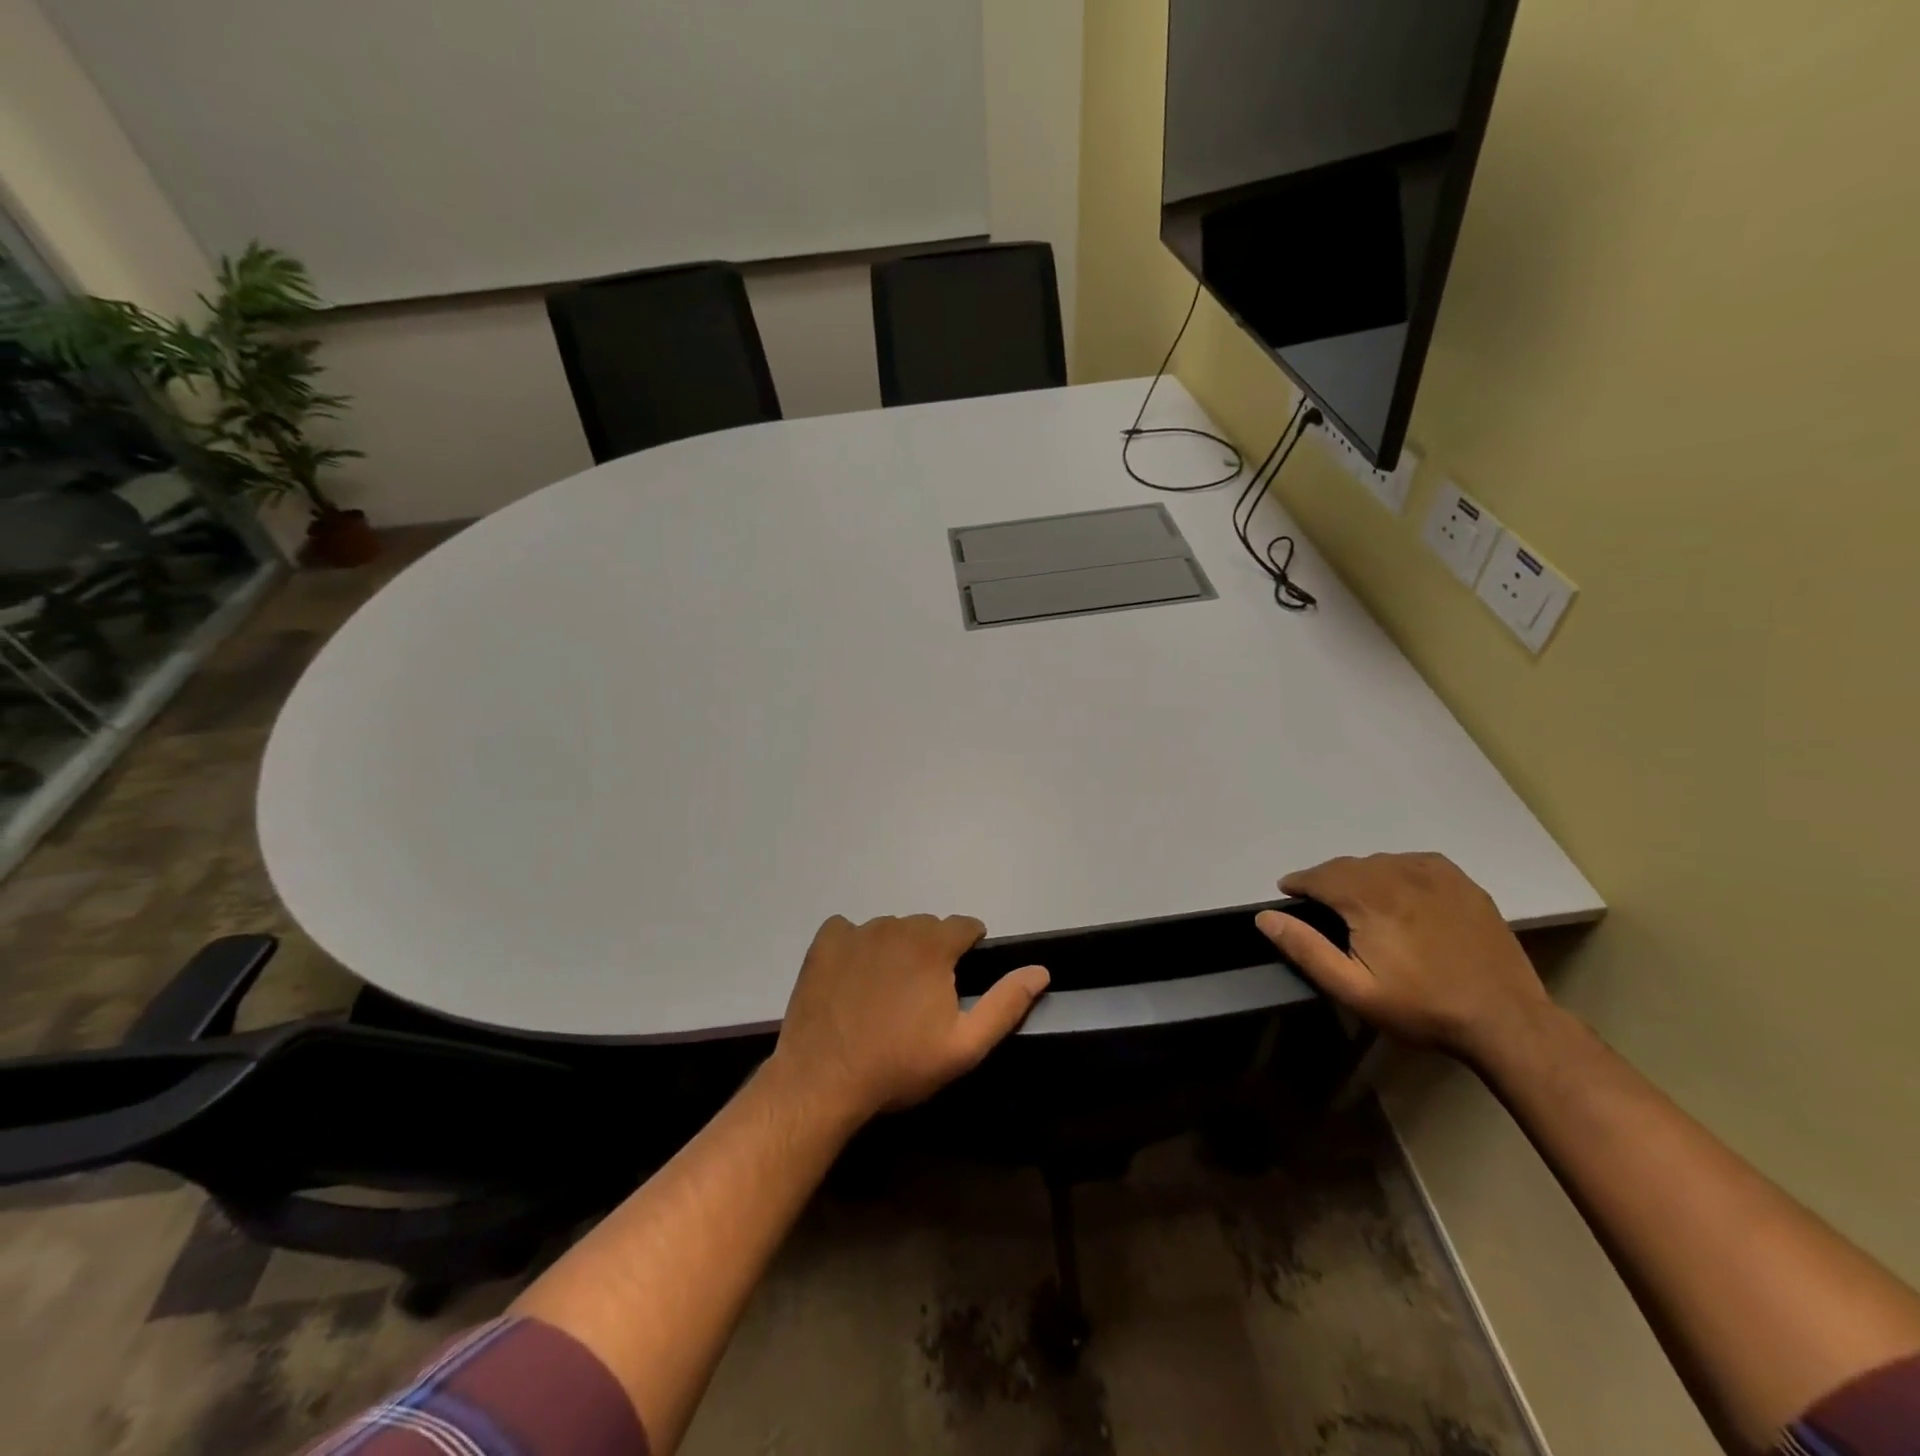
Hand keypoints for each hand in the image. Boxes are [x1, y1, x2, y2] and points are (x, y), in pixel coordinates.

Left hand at [771, 914, 1049, 1121]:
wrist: (822, 1080)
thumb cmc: (899, 1065)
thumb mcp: (964, 1046)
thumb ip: (1005, 1003)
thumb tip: (1040, 970)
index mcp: (933, 945)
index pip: (965, 926)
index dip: (969, 949)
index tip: (961, 978)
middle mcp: (896, 926)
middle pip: (927, 927)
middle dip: (933, 951)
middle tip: (923, 995)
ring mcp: (857, 932)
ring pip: (890, 928)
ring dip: (896, 949)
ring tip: (887, 992)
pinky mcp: (825, 944)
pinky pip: (849, 930)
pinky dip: (855, 946)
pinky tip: (852, 977)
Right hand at [1254, 853, 1552, 1062]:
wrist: (1504, 1020)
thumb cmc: (1421, 1008)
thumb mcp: (1353, 989)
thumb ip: (1306, 949)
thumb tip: (1265, 917)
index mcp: (1369, 898)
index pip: (1319, 876)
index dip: (1299, 883)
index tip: (1288, 893)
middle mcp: (1399, 874)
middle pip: (1348, 866)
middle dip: (1327, 880)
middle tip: (1320, 904)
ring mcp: (1435, 875)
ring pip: (1380, 862)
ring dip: (1360, 875)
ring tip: (1357, 900)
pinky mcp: (1462, 883)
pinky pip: (1414, 862)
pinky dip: (1395, 870)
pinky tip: (1397, 891)